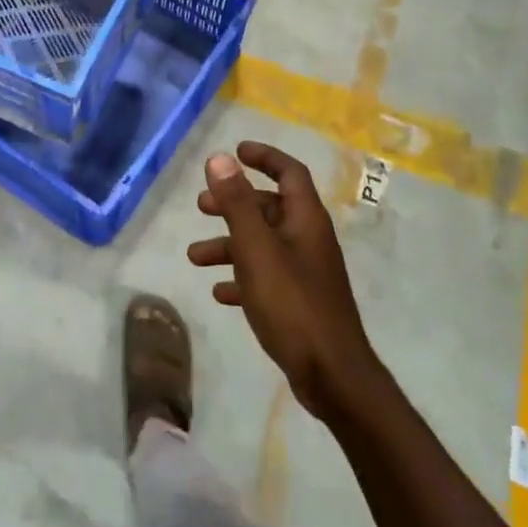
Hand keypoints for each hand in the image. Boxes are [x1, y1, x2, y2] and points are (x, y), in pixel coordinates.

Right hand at [191, 142, 384, 421]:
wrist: (332, 375)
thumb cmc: (292, 304)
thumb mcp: (256, 248)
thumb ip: (237, 203)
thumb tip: (219, 158)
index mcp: (306, 220)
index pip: (289, 172)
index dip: (265, 157)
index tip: (236, 151)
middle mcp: (309, 239)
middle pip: (270, 208)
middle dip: (235, 204)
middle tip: (201, 206)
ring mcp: (306, 272)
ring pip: (263, 245)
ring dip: (229, 245)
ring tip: (194, 257)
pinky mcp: (299, 302)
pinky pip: (265, 278)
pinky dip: (241, 278)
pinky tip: (219, 292)